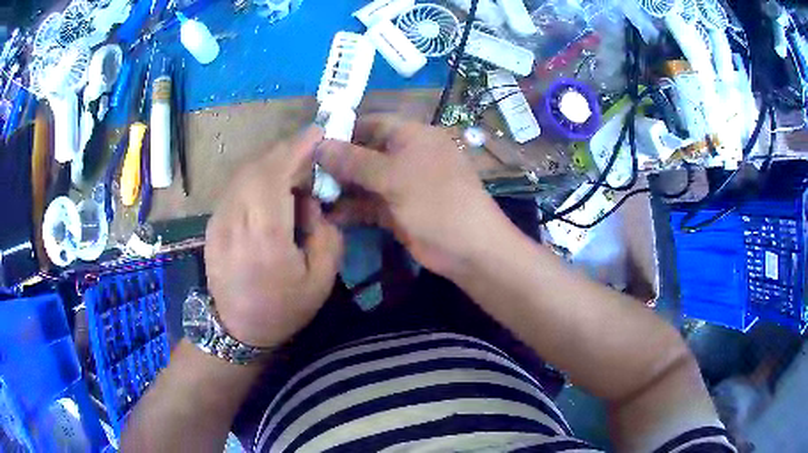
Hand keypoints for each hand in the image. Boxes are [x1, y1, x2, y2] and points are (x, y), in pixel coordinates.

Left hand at [205, 126, 342, 347]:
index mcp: (264, 238)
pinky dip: (256, 177)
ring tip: (292, 174)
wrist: (236, 329)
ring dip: (270, 164)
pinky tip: (269, 190)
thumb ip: (326, 233)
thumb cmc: (283, 309)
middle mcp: (235, 222)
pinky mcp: (212, 223)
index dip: (296, 149)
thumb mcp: (321, 279)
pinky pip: (236, 187)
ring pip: (244, 174)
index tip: (317, 133)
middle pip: (257, 167)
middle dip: (286, 152)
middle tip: (310, 154)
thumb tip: (313, 201)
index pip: (275, 176)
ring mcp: (218, 221)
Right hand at [317, 114, 513, 276]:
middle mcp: (405, 155)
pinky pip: (369, 203)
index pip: (371, 123)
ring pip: (364, 179)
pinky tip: (327, 213)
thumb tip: (318, 144)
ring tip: (308, 193)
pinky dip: (351, 208)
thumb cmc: (435, 200)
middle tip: (303, 172)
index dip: (342, 130)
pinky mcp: (397, 210)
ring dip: (340, 187)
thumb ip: (354, 160)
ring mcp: (401, 184)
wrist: (469, 248)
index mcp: (412, 136)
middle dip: (336, 162)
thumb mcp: (393, 176)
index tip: (311, 142)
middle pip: (364, 152)